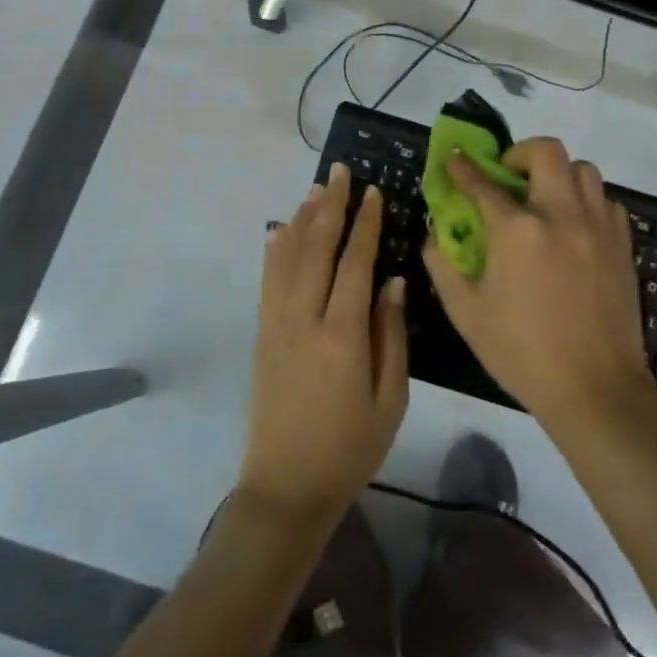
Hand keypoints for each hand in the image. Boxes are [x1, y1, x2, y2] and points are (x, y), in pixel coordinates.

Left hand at [239, 162, 408, 522]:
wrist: (287, 485)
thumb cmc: (350, 447)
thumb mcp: (390, 398)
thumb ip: (391, 335)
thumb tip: (395, 282)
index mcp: (341, 334)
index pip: (355, 263)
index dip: (365, 224)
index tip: (373, 192)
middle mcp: (303, 318)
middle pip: (315, 248)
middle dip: (329, 206)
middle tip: (340, 171)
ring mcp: (276, 324)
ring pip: (286, 257)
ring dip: (301, 218)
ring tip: (315, 189)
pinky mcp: (262, 334)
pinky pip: (267, 280)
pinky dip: (274, 249)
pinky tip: (278, 230)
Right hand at [423, 139, 652, 436]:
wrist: (595, 388)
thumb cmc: (522, 352)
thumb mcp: (466, 313)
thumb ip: (443, 264)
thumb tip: (436, 231)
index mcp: (518, 231)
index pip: (483, 183)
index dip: (463, 168)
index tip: (454, 159)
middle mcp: (561, 215)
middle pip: (546, 152)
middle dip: (520, 153)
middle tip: (508, 176)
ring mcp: (598, 227)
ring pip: (584, 169)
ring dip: (558, 174)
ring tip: (544, 199)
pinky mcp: (622, 244)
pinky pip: (606, 201)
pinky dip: (587, 201)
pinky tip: (575, 227)